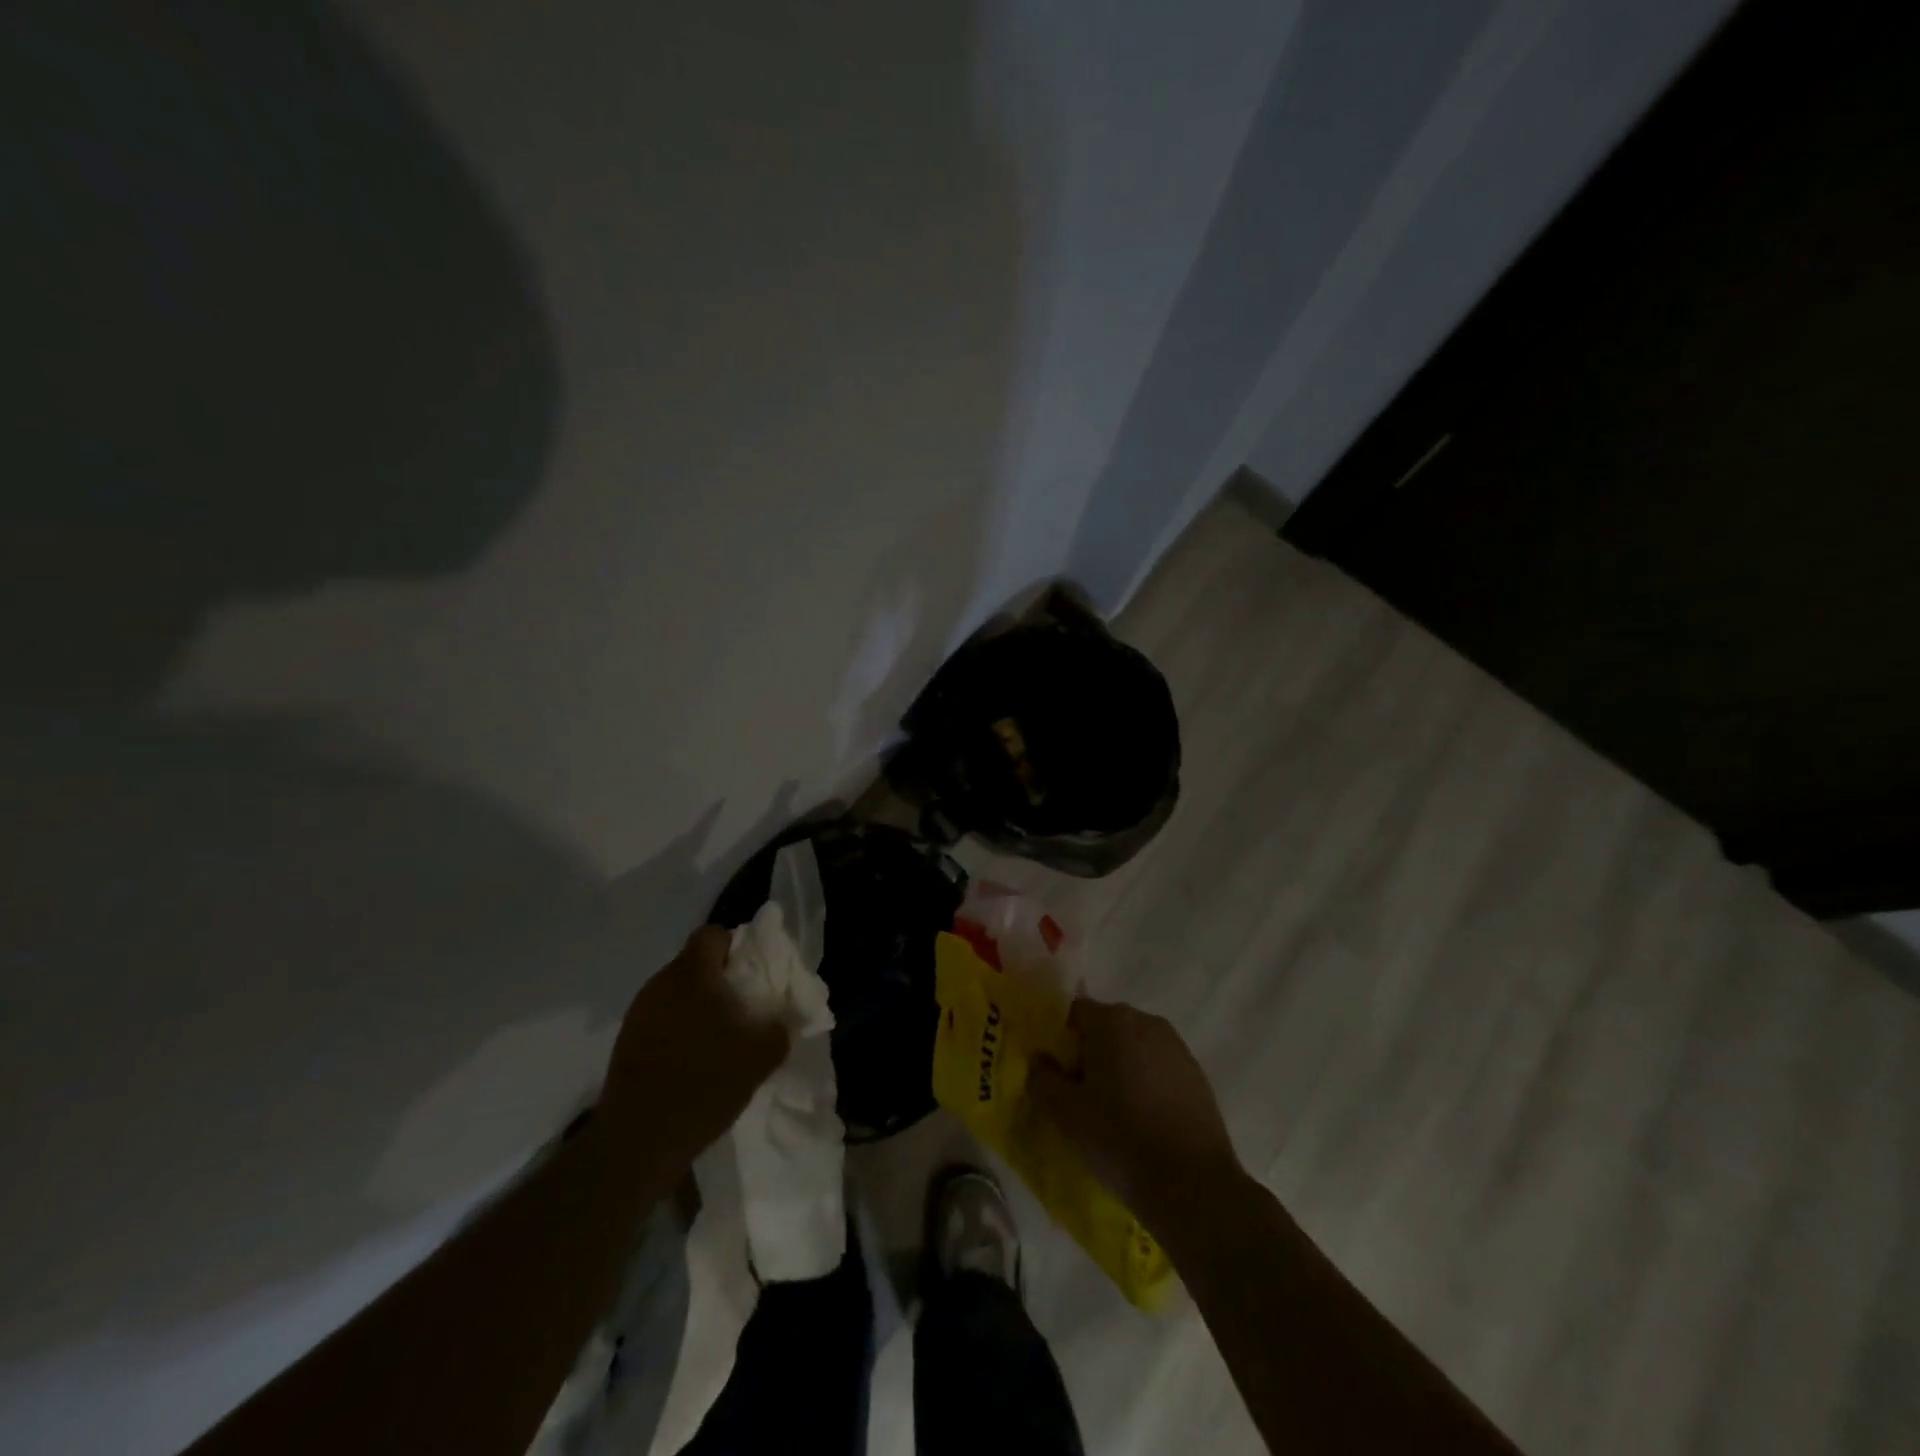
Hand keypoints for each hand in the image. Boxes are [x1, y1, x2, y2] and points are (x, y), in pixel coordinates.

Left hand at [599, 926, 788, 1167]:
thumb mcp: (761, 1055)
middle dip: (720, 980)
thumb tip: (783, 1014)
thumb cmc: (705, 1084)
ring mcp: (638, 1013)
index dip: (736, 947)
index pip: (712, 935)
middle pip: (694, 963)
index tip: (752, 976)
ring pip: (677, 992)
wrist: (638, 1143)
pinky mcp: (625, 1042)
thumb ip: (780, 1025)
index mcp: (691, 975)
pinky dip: (679, 1028)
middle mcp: (660, 984)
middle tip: (743, 1008)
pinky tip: (693, 1060)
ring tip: (719, 1038)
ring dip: (699, 1005)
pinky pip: (661, 1018)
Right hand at [1030, 998, 1243, 1241]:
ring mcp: (1177, 1048)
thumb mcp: (1065, 1113)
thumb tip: (1038, 1060)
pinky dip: (1146, 1085)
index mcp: (1113, 1020)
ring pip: (1134, 1048)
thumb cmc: (1120, 1138)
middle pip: (1106, 1028)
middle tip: (1081, 1097)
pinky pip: (1159, 1068)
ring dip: (1120, 1069)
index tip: (1058, 1077)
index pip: (1074, 1013)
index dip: (1061, 1042)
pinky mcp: (1198, 1076)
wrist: (1193, 1185)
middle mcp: (1147, 1021)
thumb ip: (1042, 1079)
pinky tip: (1143, 1122)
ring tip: (1113, 1113)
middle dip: (1090, 1055)